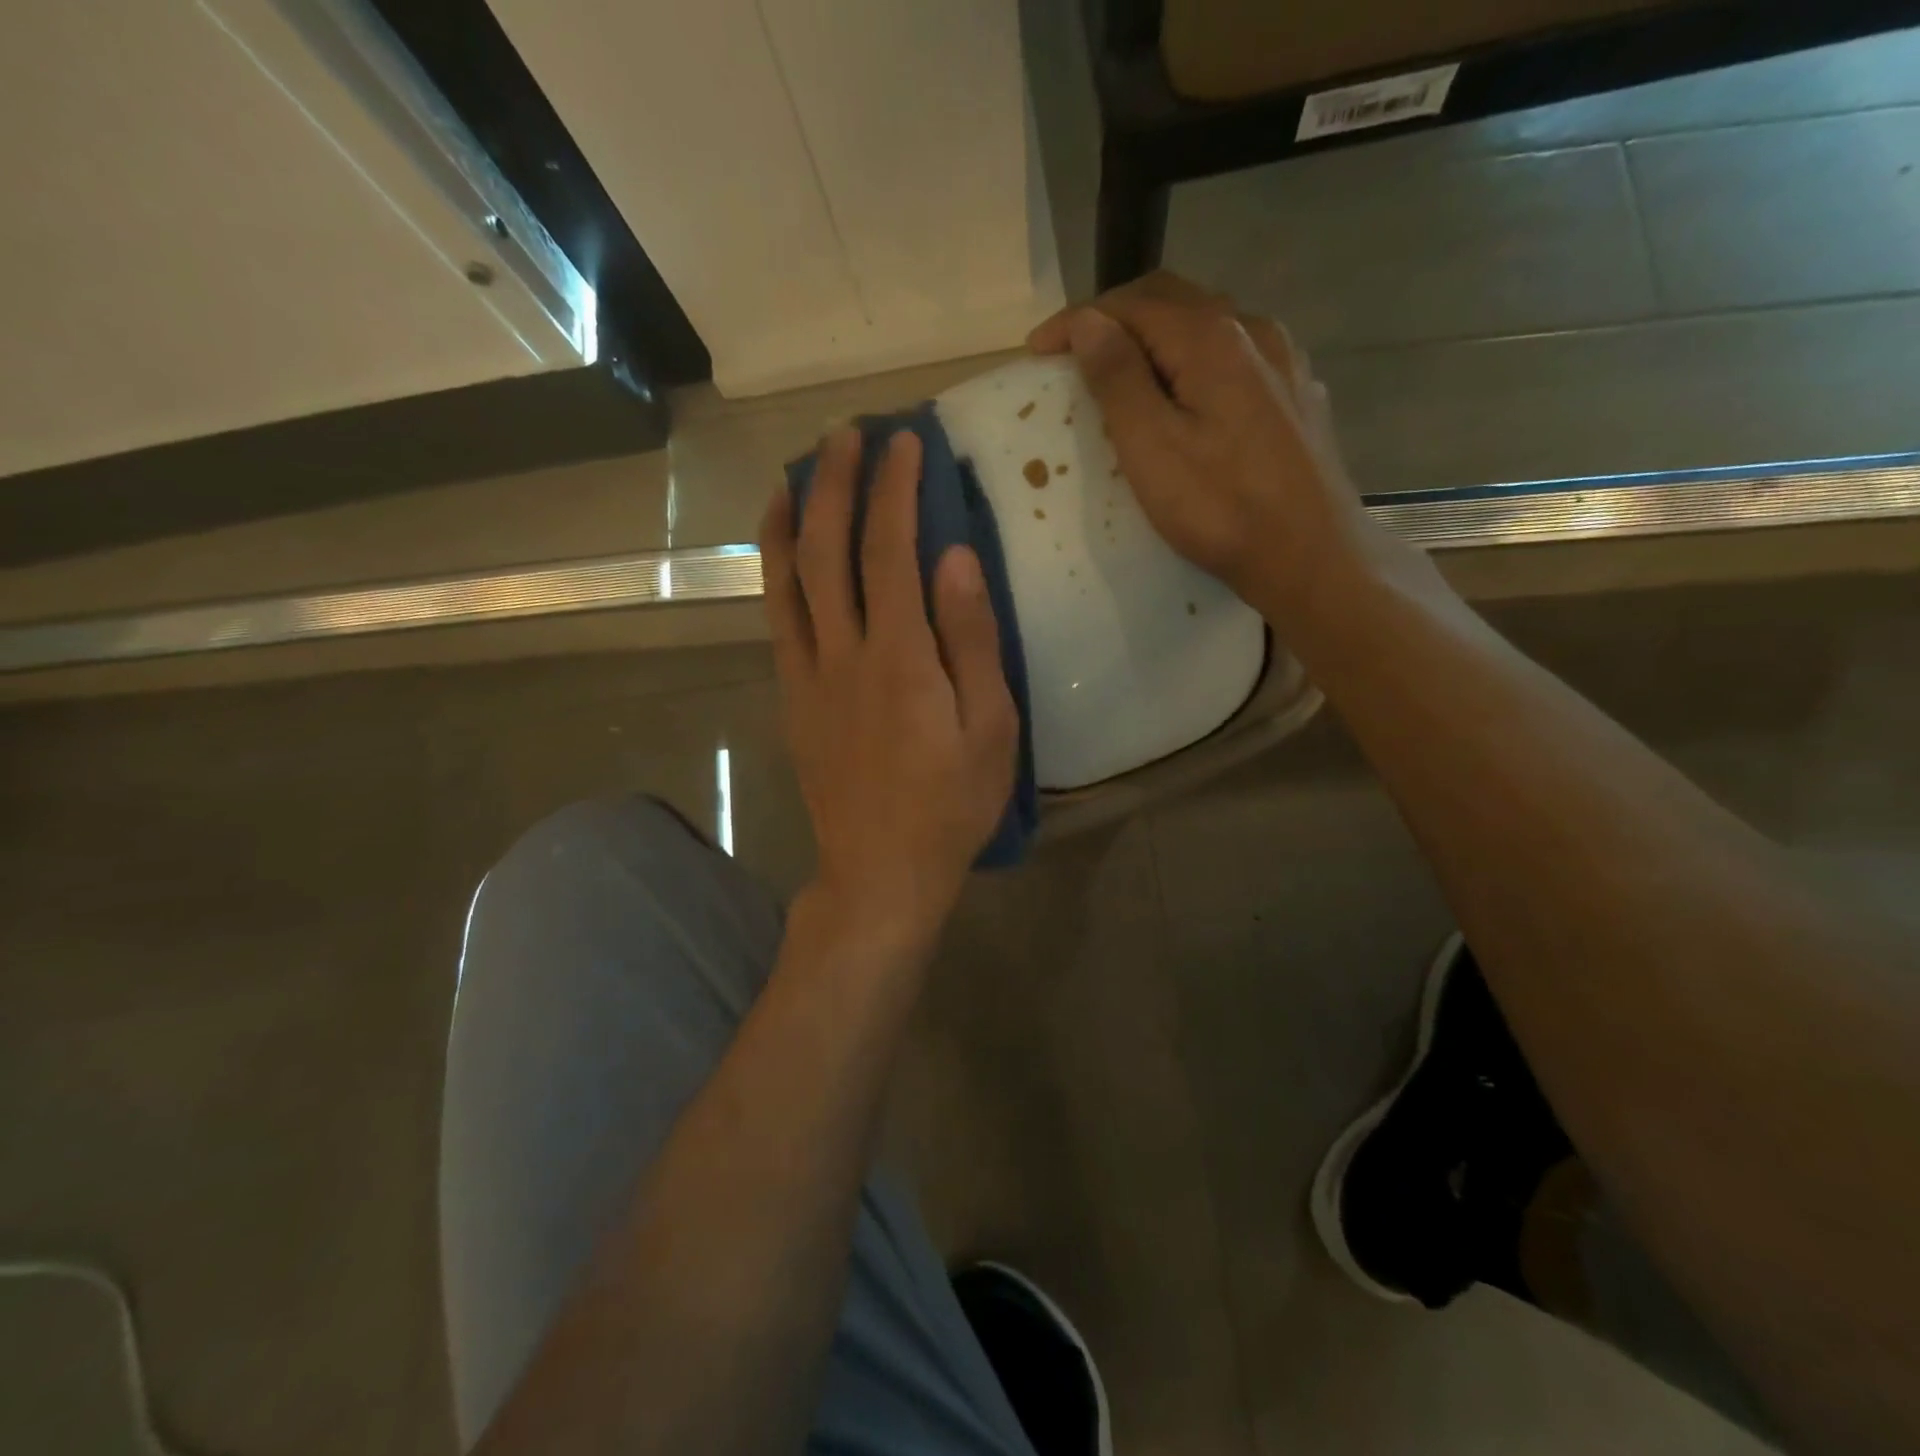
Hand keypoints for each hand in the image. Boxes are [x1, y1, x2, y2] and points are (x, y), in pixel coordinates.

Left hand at [761, 429, 1018, 949]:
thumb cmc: (951, 805)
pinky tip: (781, 551)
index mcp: (900, 658)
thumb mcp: (990, 728)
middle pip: (826, 549)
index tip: (904, 443)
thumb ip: (973, 640)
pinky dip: (774, 573)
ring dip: (788, 517)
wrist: (880, 871)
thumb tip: (955, 558)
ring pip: (786, 580)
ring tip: (793, 472)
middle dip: (835, 482)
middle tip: (846, 434)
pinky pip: (778, 621)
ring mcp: (807, 676)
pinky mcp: (792, 699)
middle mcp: (843, 654)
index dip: (895, 489)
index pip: (891, 550)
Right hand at [1029, 271, 1379, 628]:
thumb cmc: (1221, 509)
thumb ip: (1117, 378)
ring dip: (1157, 338)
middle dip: (1116, 319)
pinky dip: (1194, 362)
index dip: (1078, 320)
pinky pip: (1236, 358)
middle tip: (1074, 353)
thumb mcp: (1152, 447)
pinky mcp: (1297, 395)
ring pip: (1208, 327)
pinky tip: (1189, 393)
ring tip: (1124, 371)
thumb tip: (1089, 322)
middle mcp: (1253, 331)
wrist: (1311, 556)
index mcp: (1212, 338)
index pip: (1131, 305)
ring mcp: (1284, 361)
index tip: (1036, 350)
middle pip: (1173, 301)